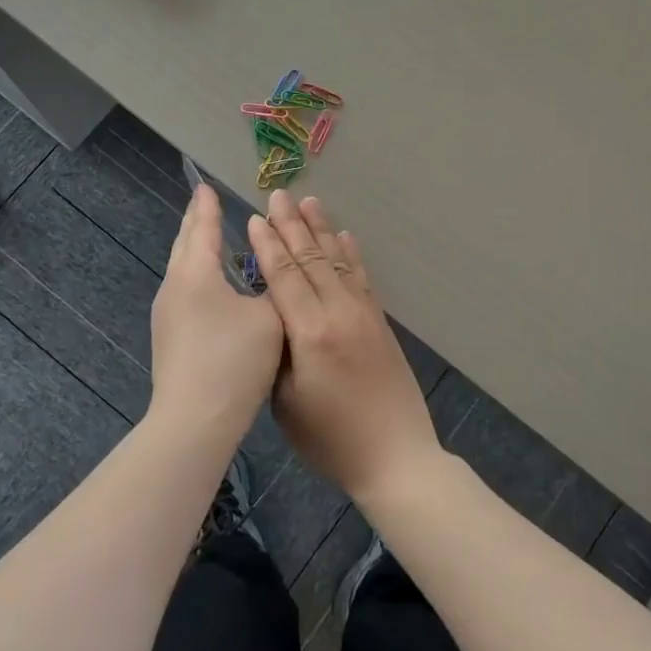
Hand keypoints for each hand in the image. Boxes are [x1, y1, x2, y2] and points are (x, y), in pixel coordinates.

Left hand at [148, 183, 284, 436]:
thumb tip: (271, 275)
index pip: (203, 228)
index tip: (206, 186)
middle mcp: (174, 286)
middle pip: (184, 244)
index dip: (209, 206)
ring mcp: (166, 314)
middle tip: (203, 203)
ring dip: (194, 249)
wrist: (194, 419)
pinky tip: (208, 286)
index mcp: (196, 272)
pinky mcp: (168, 337)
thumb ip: (274, 289)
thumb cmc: (234, 360)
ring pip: (181, 269)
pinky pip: (183, 290)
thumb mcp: (269, 318)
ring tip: (206, 238)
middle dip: (196, 222)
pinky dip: (195, 273)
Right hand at [247, 191, 441, 502]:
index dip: (267, 245)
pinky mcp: (379, 322)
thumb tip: (273, 318)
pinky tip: (344, 237)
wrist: (395, 456)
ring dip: (322, 229)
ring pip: (337, 261)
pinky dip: (351, 254)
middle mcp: (338, 312)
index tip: (255, 218)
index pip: (283, 276)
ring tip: (309, 202)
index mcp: (309, 333)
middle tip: (277, 194)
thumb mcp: (286, 402)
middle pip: (310, 259)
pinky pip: (362, 278)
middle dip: (292, 225)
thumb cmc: (330, 439)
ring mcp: (364, 314)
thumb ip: (278, 353)